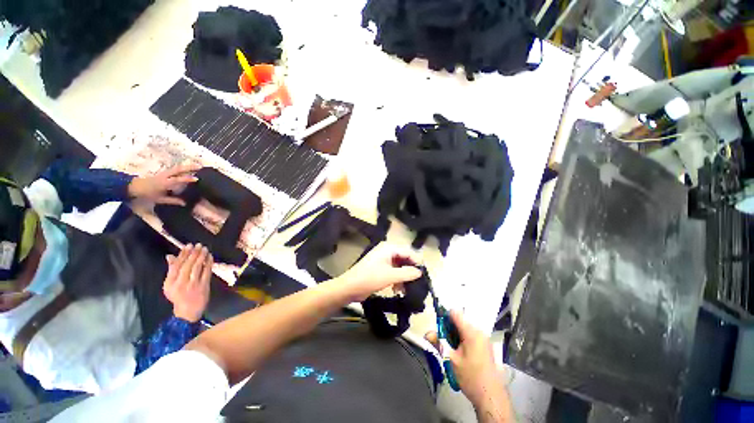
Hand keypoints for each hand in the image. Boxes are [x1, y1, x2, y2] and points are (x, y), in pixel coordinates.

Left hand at [128, 163, 200, 204]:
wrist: (132, 187)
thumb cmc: (146, 194)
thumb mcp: (159, 199)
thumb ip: (172, 200)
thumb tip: (185, 203)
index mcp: (164, 182)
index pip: (177, 179)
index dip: (187, 179)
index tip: (197, 179)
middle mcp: (165, 176)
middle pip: (178, 169)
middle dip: (189, 167)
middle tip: (200, 166)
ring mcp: (164, 173)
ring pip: (176, 168)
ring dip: (187, 166)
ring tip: (196, 166)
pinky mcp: (163, 173)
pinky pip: (174, 169)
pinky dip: (182, 168)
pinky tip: (187, 169)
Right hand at [163, 244, 212, 321]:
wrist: (188, 310)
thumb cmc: (178, 295)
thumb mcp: (169, 285)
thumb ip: (171, 270)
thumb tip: (169, 256)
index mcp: (170, 282)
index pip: (177, 265)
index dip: (183, 254)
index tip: (188, 246)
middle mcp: (181, 283)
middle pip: (188, 265)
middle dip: (193, 253)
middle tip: (198, 245)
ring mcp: (193, 284)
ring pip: (197, 267)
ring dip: (201, 256)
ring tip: (204, 249)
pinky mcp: (203, 286)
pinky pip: (206, 272)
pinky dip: (208, 263)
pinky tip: (210, 257)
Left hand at [334, 243, 422, 301]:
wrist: (350, 288)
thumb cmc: (369, 278)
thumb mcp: (390, 276)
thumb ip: (407, 273)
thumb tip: (420, 272)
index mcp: (388, 248)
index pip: (408, 252)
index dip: (417, 262)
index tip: (424, 274)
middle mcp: (387, 251)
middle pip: (404, 258)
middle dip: (410, 270)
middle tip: (417, 282)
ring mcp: (383, 259)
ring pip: (399, 266)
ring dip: (404, 277)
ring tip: (408, 288)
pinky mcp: (380, 268)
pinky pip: (394, 271)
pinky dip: (397, 279)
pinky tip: (398, 289)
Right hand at [426, 311, 502, 405]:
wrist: (491, 397)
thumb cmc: (471, 377)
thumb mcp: (451, 360)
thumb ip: (439, 343)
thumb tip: (427, 333)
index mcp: (471, 332)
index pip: (455, 313)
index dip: (444, 317)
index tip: (439, 328)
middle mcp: (479, 331)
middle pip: (460, 321)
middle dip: (449, 328)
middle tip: (444, 341)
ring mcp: (484, 338)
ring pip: (465, 328)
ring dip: (456, 334)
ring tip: (452, 349)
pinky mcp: (486, 346)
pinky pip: (471, 335)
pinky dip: (463, 339)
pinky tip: (461, 353)